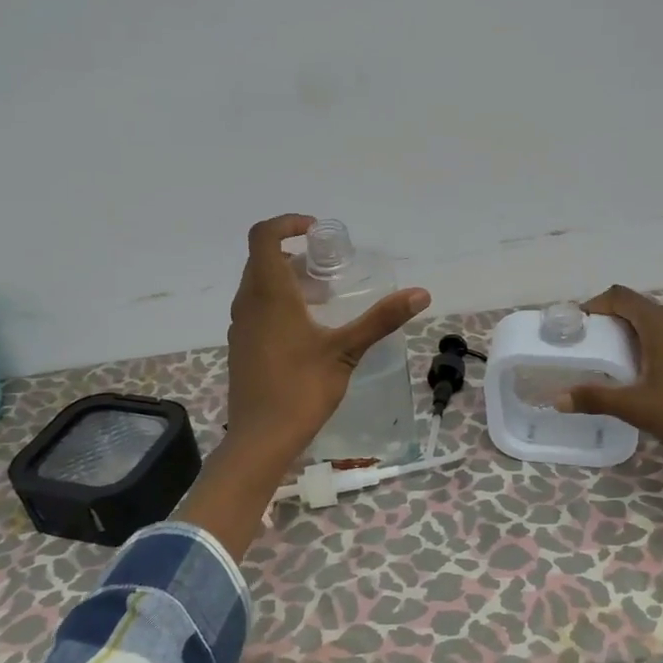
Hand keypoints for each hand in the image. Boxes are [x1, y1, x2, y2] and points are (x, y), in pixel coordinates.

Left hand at [224, 214, 429, 471]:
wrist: (261, 438)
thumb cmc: (301, 389)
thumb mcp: (346, 351)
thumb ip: (381, 319)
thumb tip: (421, 294)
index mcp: (269, 294)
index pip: (264, 236)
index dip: (287, 223)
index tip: (317, 231)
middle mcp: (248, 302)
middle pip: (262, 259)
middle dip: (294, 254)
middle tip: (330, 268)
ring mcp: (241, 325)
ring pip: (258, 285)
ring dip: (286, 279)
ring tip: (324, 297)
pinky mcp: (241, 346)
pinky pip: (256, 307)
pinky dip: (278, 301)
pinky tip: (307, 329)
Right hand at [557, 285, 662, 482]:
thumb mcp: (636, 407)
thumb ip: (595, 398)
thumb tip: (558, 398)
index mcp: (661, 325)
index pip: (620, 296)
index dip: (595, 305)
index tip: (577, 327)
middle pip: (638, 309)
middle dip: (611, 323)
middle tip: (590, 348)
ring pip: (657, 325)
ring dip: (633, 337)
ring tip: (614, 364)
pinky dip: (653, 348)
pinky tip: (648, 377)